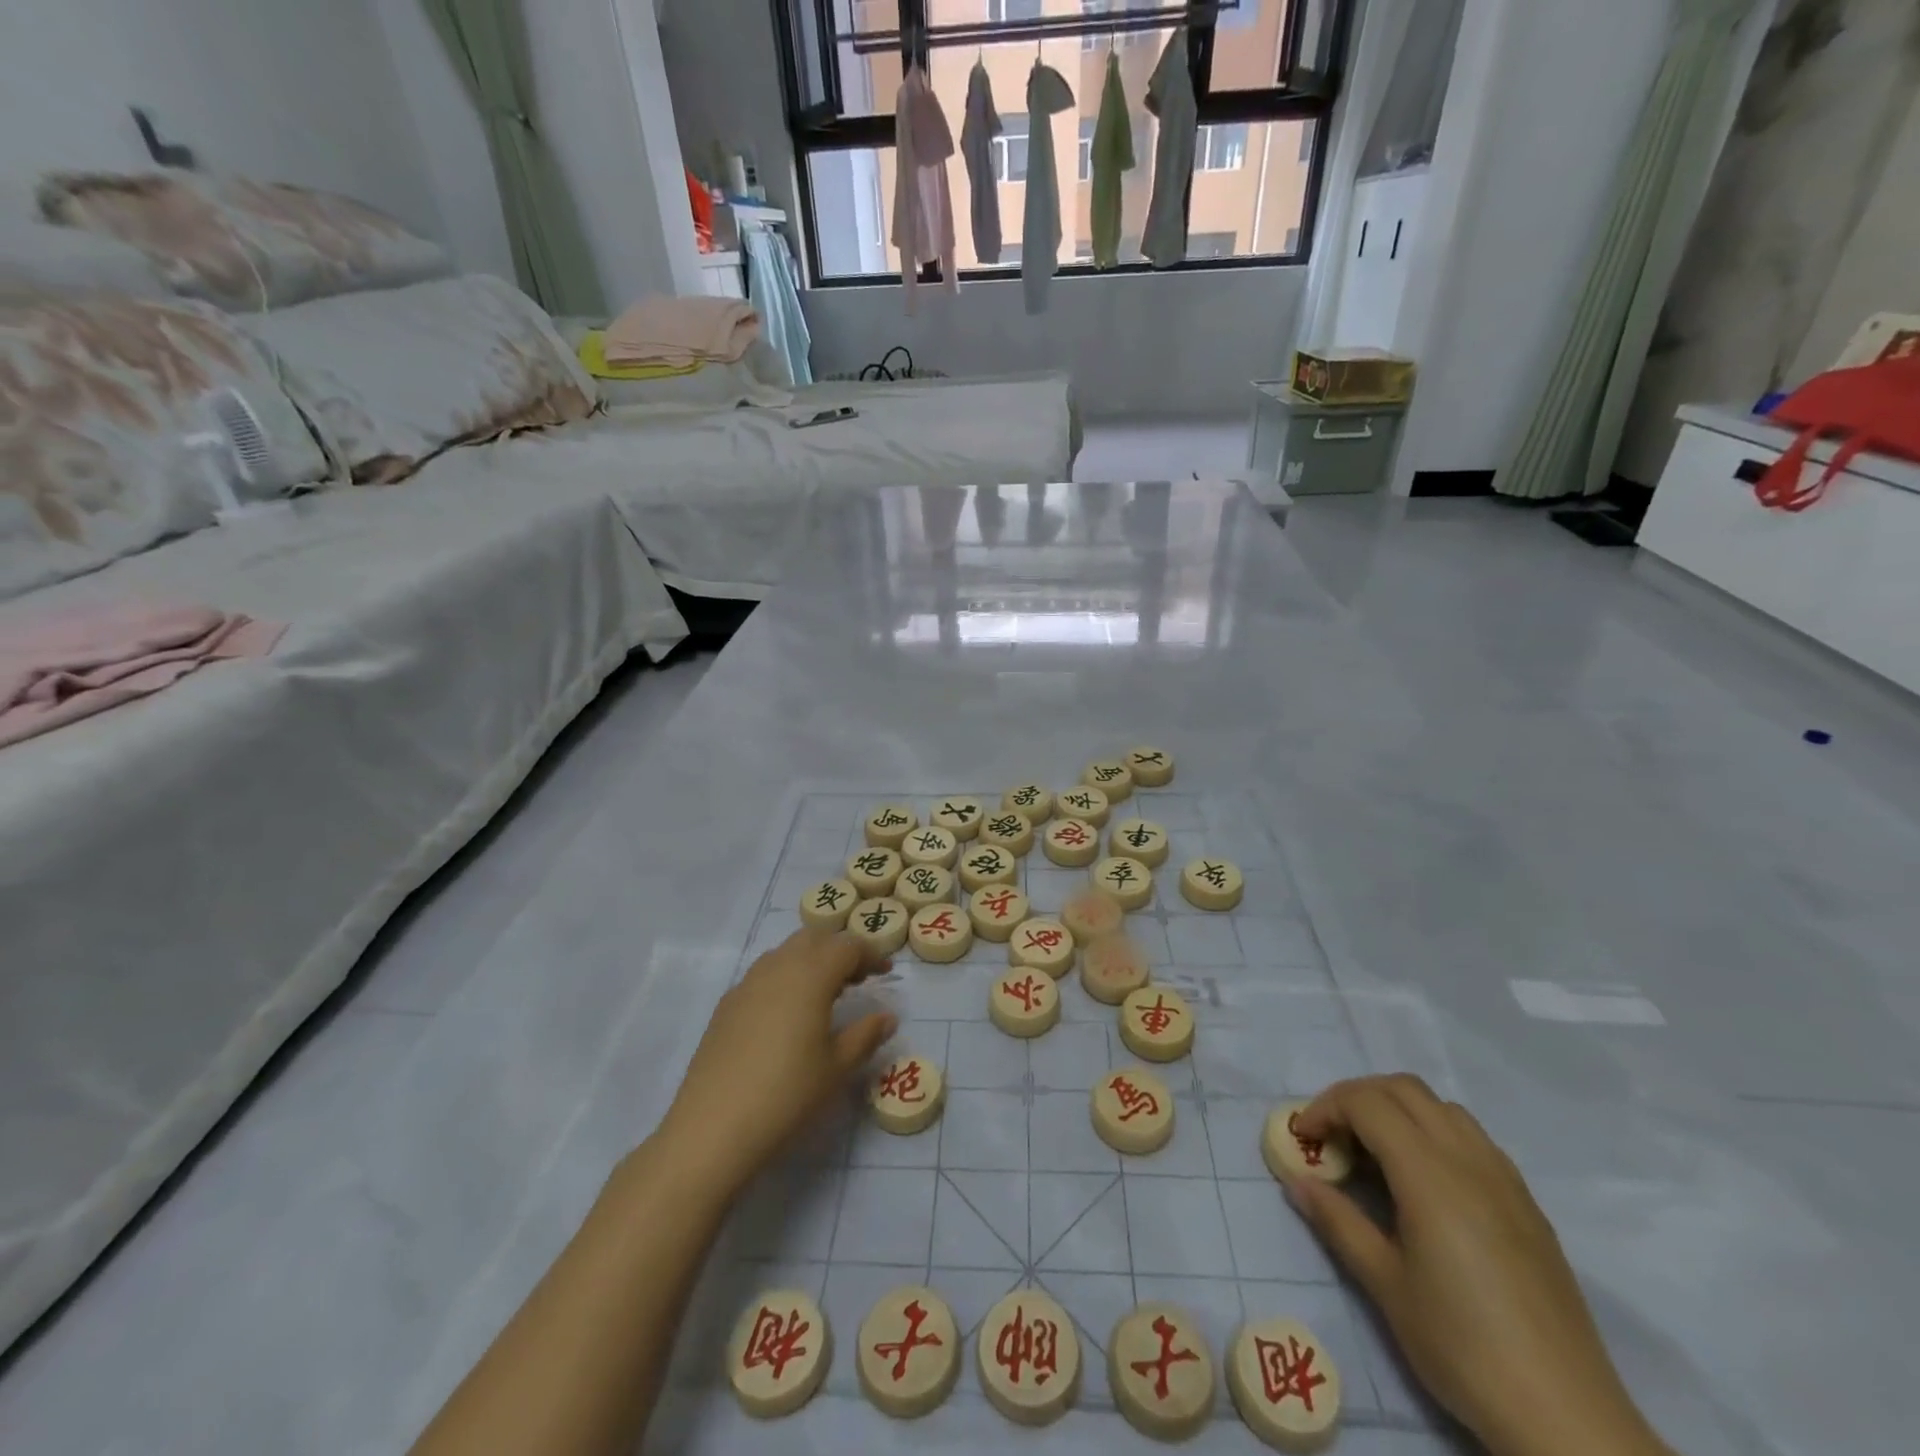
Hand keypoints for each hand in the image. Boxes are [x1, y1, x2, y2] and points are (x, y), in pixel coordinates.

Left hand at [657, 928, 895, 1198]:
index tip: (886, 973)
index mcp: (811, 975)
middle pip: (814, 938)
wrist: (713, 1127)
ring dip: (810, 961)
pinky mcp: (726, 1005)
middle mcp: (778, 967)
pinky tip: (788, 1015)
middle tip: (857, 979)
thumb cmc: (787, 1094)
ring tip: (825, 994)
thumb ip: (866, 1035)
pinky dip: (785, 978)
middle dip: (839, 950)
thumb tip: (887, 1017)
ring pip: (785, 953)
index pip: (847, 946)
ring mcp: (747, 984)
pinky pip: (763, 974)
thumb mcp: (837, 1067)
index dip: (870, 954)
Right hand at [1285, 1076, 1668, 1455]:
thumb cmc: (1462, 1346)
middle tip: (1332, 1137)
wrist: (1566, 1419)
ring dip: (1397, 1110)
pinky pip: (1472, 1138)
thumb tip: (1297, 1181)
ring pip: (1440, 1107)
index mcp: (1430, 1174)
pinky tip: (1424, 1182)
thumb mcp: (1385, 1285)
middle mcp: (1469, 1160)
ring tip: (1375, 1154)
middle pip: (1402, 1089)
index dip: (1325, 1108)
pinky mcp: (1527, 1204)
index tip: (1303, 1139)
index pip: (1366, 1103)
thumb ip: (1337, 1221)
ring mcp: (1505, 1179)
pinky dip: (1433, 1132)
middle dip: (1356, 1098)